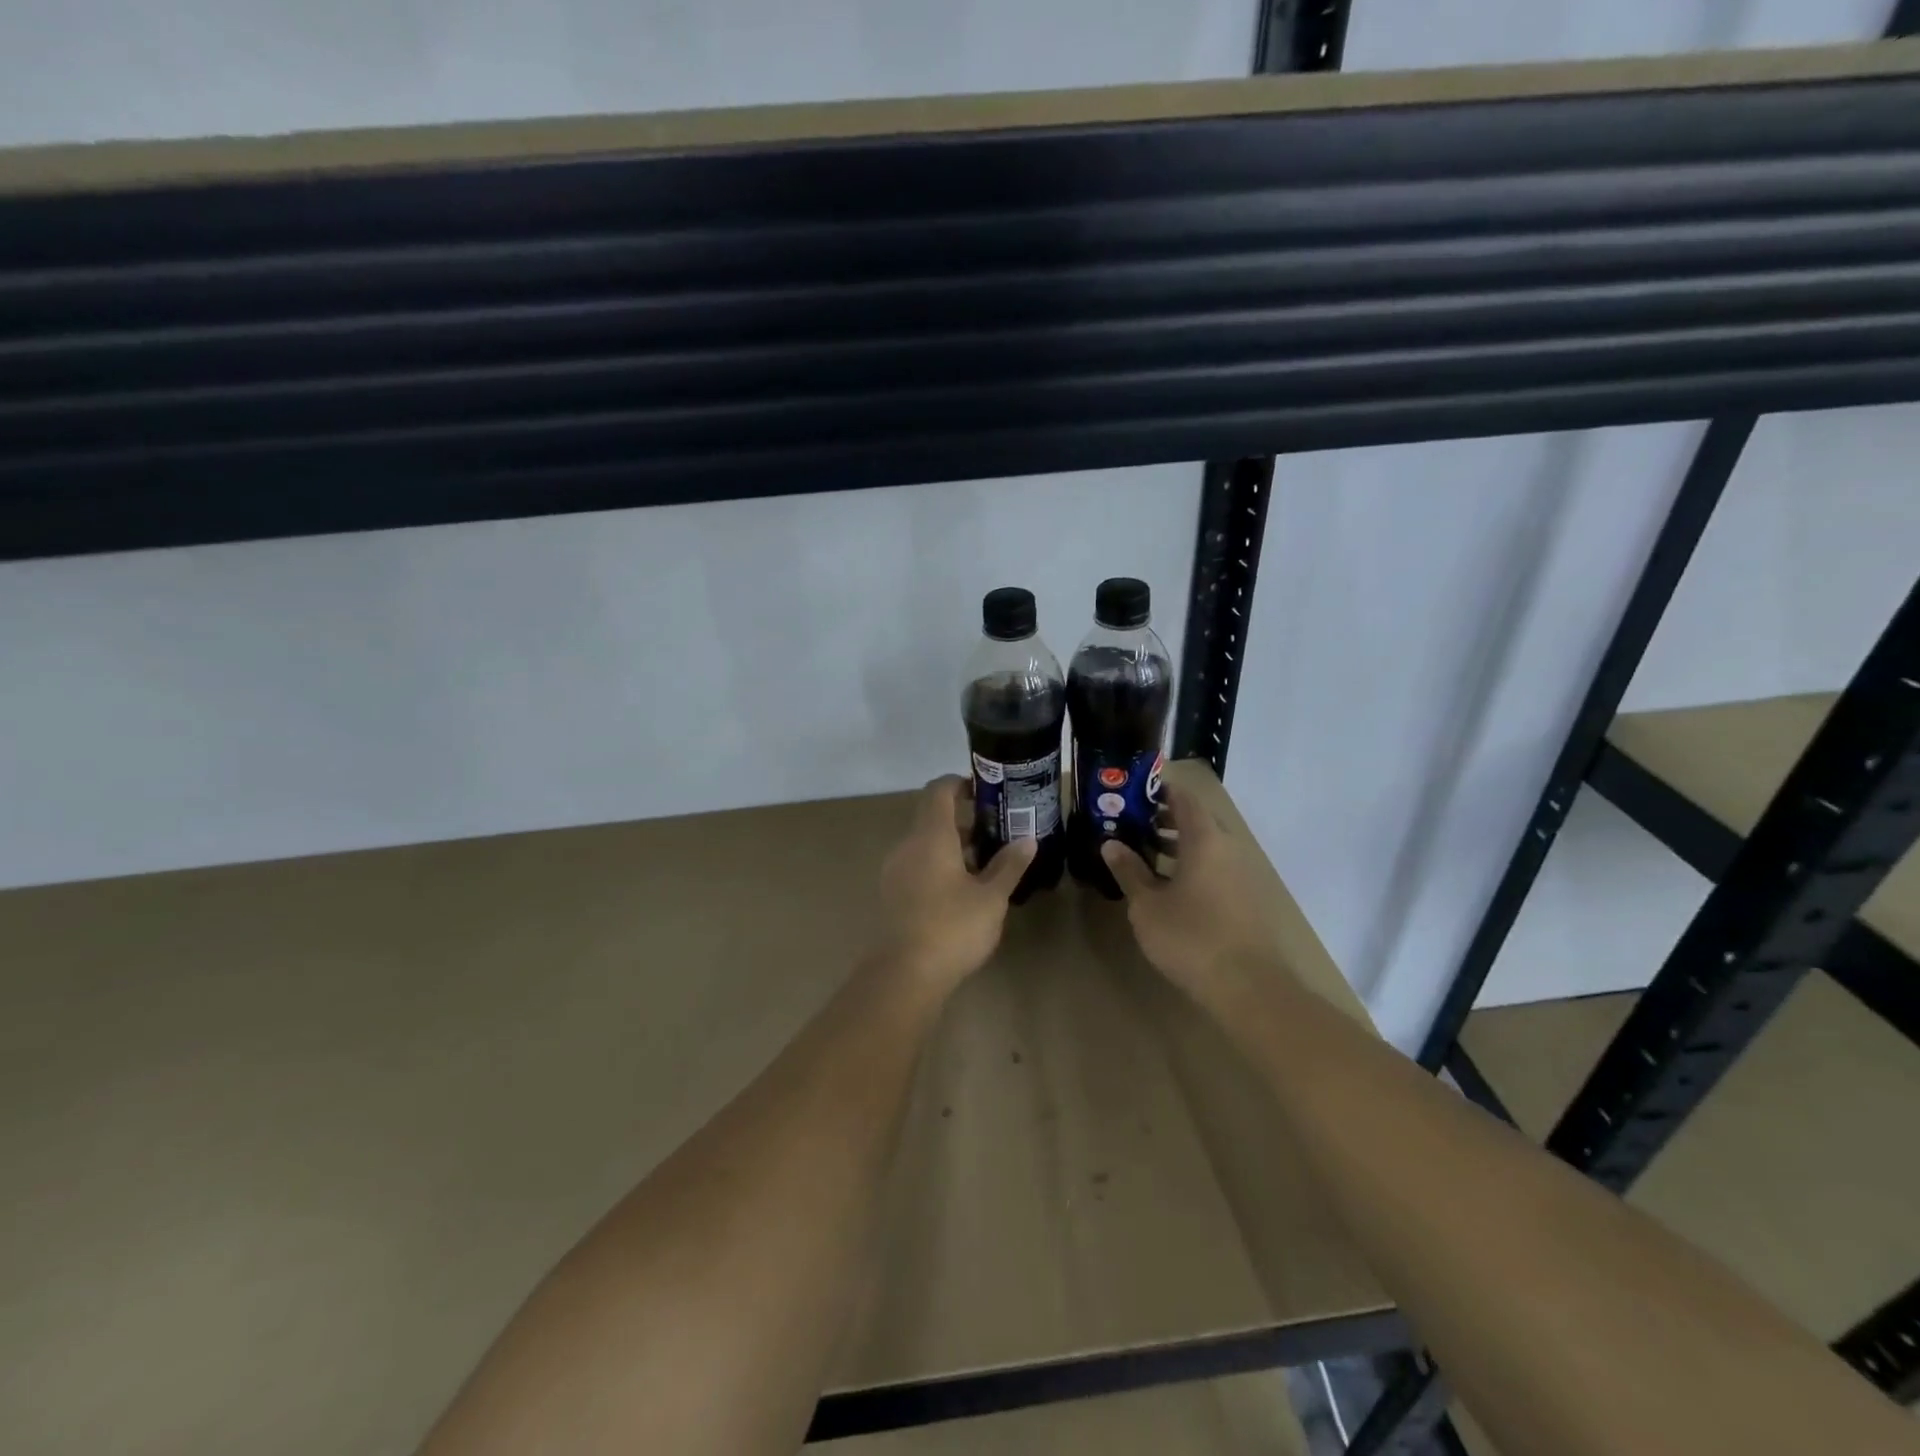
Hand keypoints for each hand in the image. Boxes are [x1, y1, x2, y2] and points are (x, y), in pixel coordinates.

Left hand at [875, 776, 1034, 993]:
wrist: (904, 975)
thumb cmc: (952, 928)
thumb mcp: (991, 898)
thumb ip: (1009, 865)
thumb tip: (1028, 840)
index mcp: (930, 837)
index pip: (939, 791)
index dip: (960, 783)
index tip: (985, 790)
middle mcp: (907, 846)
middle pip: (932, 817)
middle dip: (964, 819)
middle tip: (997, 830)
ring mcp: (895, 871)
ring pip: (925, 844)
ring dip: (952, 845)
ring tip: (986, 862)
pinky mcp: (892, 894)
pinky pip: (917, 865)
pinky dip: (939, 864)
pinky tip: (963, 889)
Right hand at [1100, 777, 1277, 1001]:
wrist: (1249, 987)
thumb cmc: (1191, 938)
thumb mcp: (1148, 905)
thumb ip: (1129, 871)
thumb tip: (1110, 843)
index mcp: (1205, 840)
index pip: (1183, 798)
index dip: (1159, 790)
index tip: (1132, 790)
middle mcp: (1227, 848)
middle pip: (1196, 820)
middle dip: (1163, 818)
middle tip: (1130, 822)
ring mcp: (1240, 874)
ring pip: (1206, 845)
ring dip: (1176, 843)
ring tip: (1143, 851)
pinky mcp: (1245, 898)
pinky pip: (1214, 867)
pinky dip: (1190, 865)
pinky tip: (1167, 885)